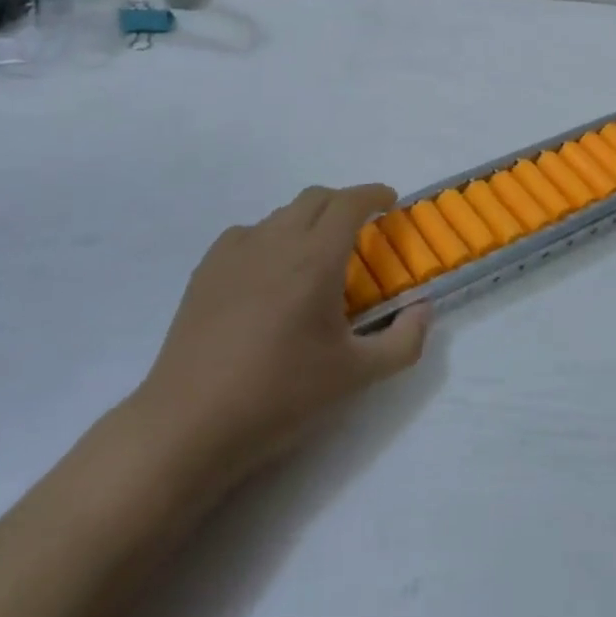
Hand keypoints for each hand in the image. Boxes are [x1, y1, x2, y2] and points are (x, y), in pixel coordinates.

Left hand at [130, 184, 430, 485]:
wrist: (191, 422)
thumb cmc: (281, 395)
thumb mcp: (357, 375)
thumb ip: (404, 341)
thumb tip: (424, 309)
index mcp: (315, 257)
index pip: (349, 202)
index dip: (373, 194)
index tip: (389, 201)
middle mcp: (275, 240)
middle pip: (315, 198)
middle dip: (343, 202)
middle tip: (360, 229)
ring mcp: (235, 251)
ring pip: (281, 214)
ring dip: (307, 221)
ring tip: (315, 256)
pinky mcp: (206, 269)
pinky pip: (248, 234)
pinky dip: (271, 238)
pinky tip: (269, 274)